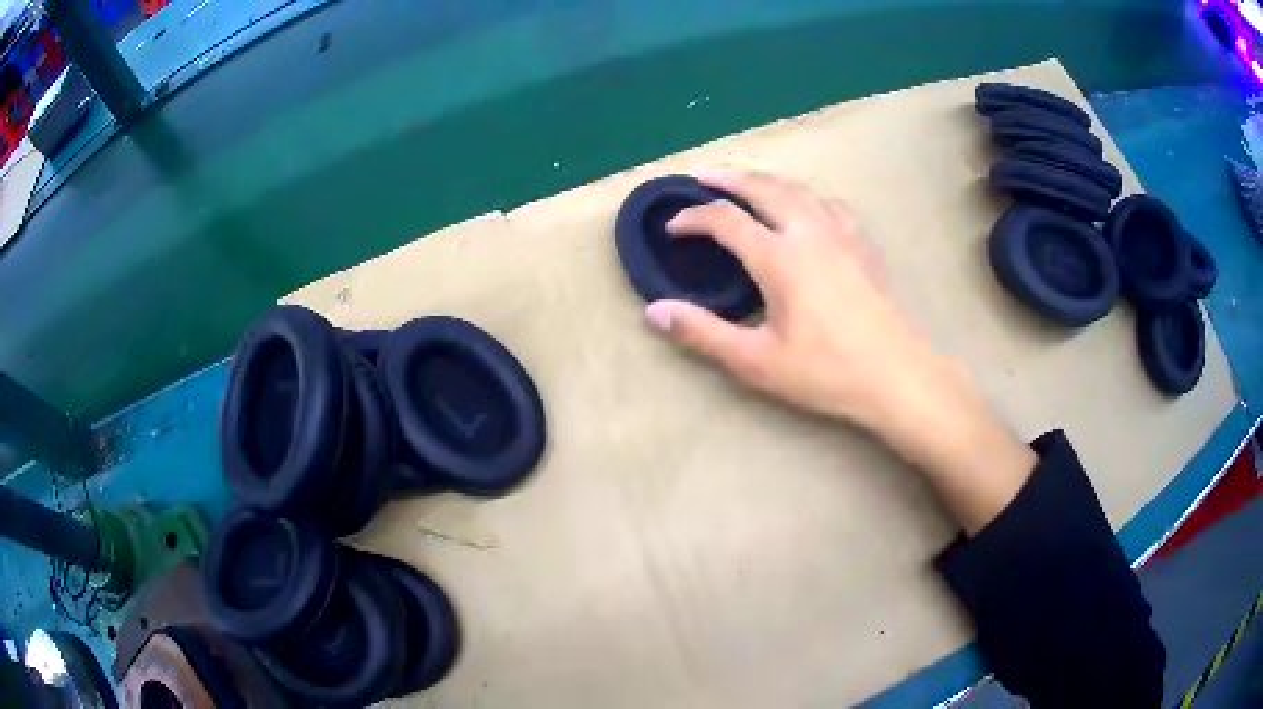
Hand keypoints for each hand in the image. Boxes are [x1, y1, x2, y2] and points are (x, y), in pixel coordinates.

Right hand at [645, 171, 1034, 533]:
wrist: (897, 375)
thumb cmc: (826, 371)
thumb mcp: (756, 361)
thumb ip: (703, 333)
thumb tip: (655, 311)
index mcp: (779, 257)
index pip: (725, 220)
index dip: (693, 218)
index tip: (672, 226)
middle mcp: (809, 232)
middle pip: (763, 188)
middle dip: (727, 179)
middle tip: (701, 177)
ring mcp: (841, 234)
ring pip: (798, 190)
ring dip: (765, 182)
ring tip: (747, 185)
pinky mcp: (863, 246)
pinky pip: (829, 205)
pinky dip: (805, 198)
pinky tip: (807, 210)